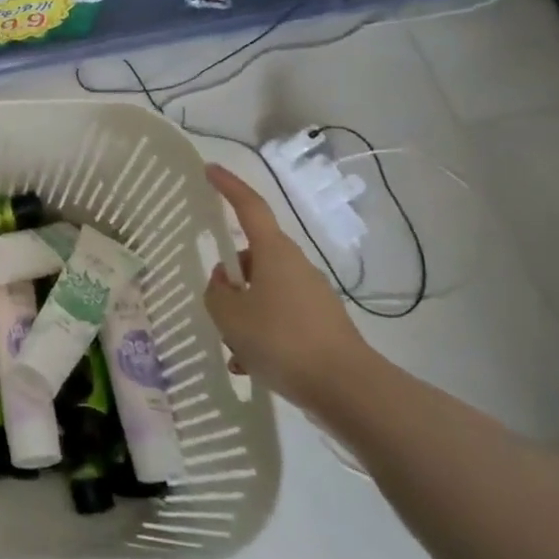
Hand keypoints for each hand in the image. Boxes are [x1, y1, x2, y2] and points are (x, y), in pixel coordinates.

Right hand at [203, 165, 380, 415]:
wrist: (348, 390)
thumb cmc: (282, 340)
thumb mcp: (229, 316)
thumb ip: (216, 293)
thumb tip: (224, 283)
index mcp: (273, 252)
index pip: (249, 207)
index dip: (228, 186)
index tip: (209, 169)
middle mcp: (295, 266)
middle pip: (253, 257)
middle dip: (230, 276)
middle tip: (214, 303)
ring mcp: (312, 295)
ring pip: (264, 291)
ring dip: (244, 312)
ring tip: (231, 348)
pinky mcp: (322, 324)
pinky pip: (280, 316)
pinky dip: (261, 333)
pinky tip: (250, 364)